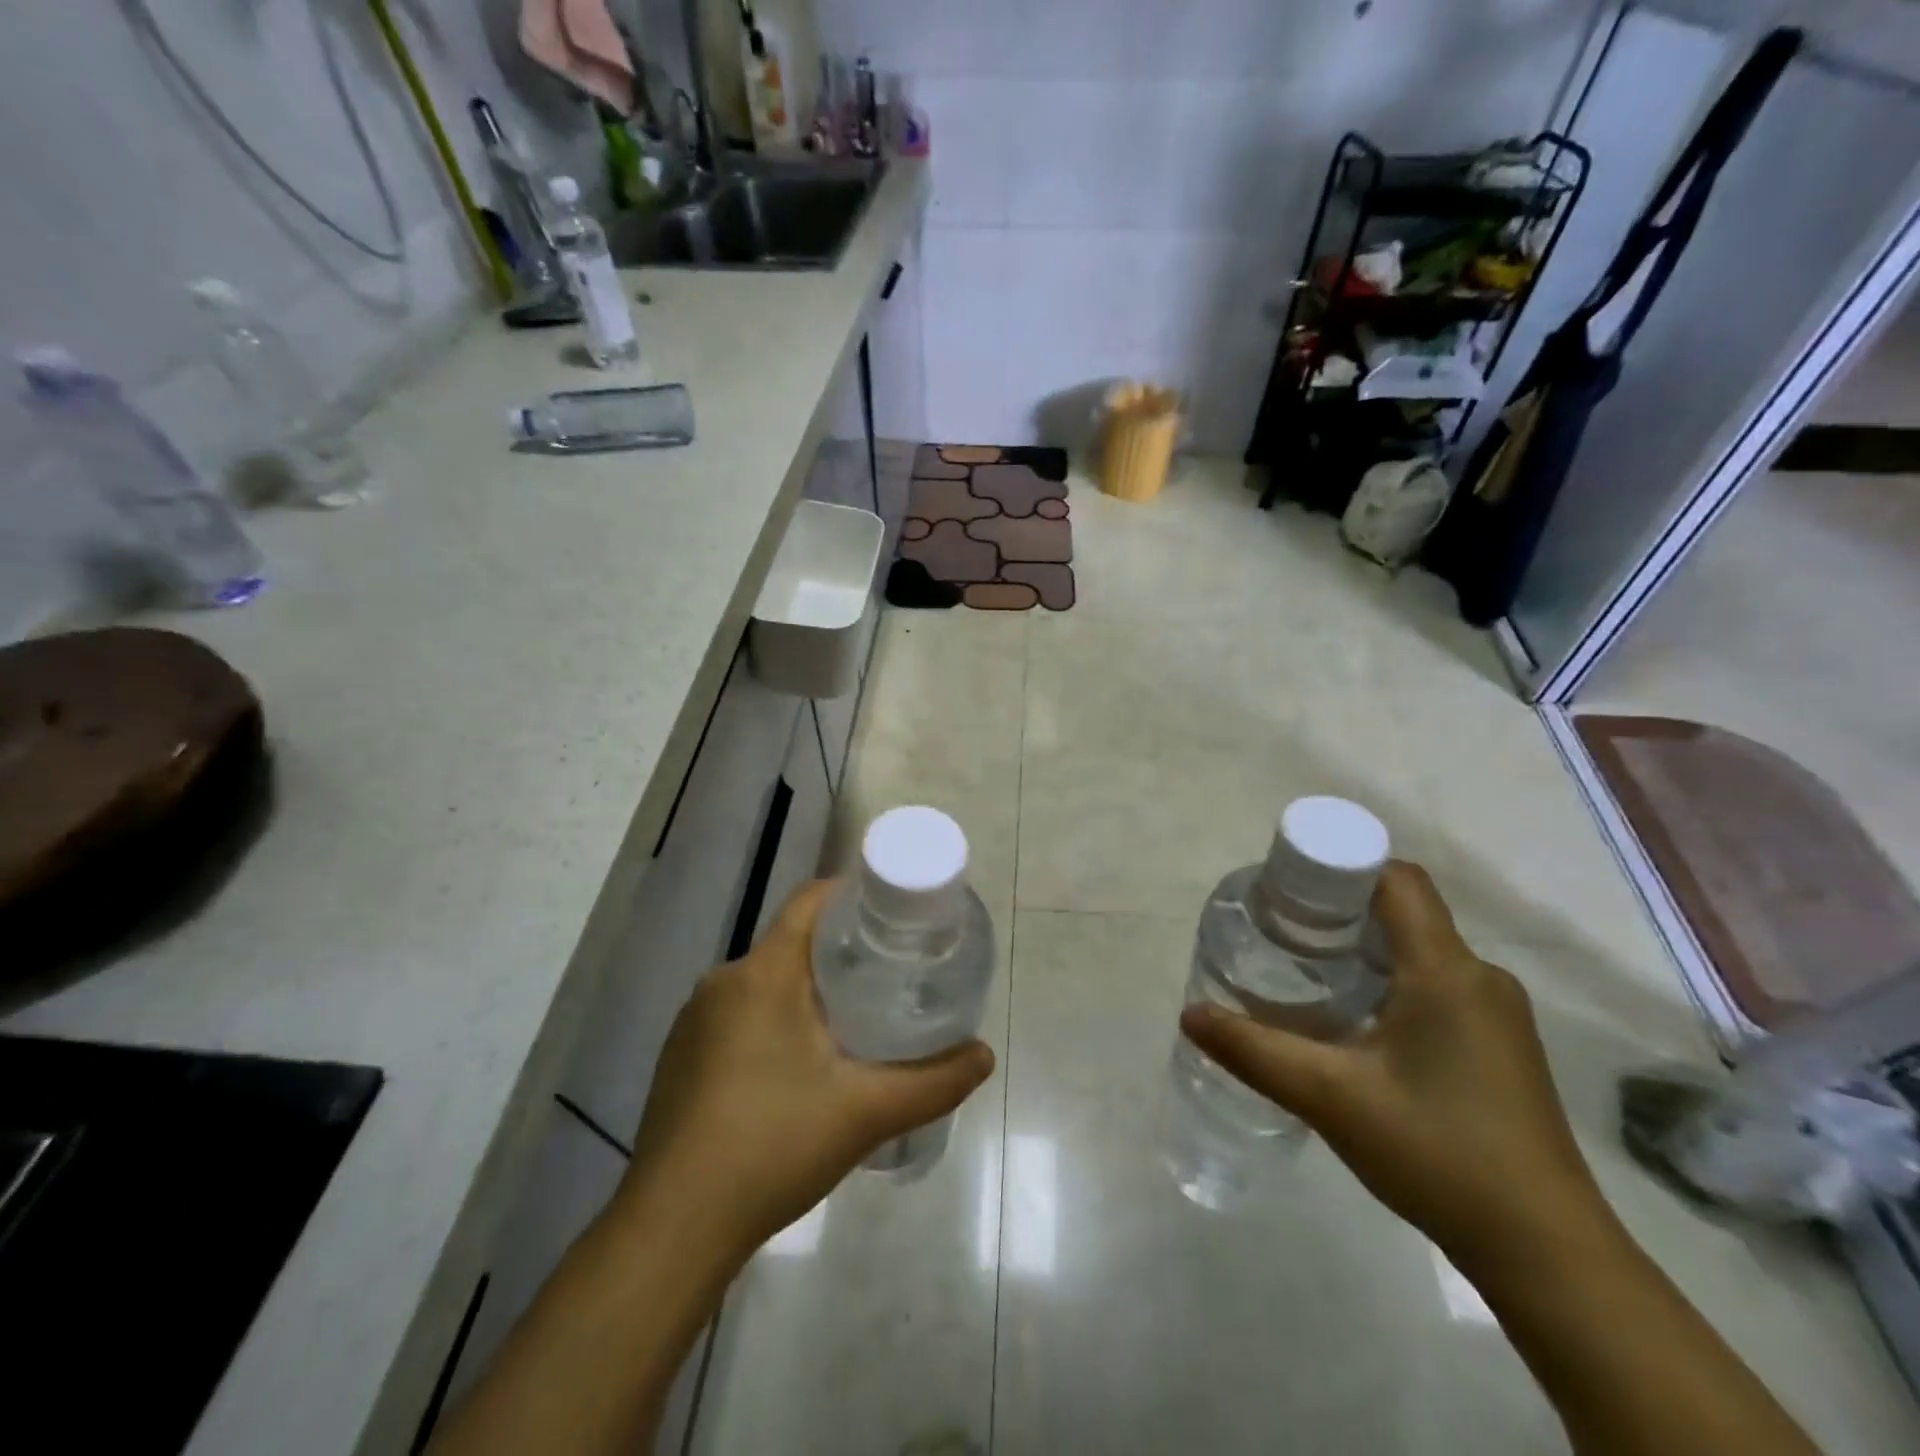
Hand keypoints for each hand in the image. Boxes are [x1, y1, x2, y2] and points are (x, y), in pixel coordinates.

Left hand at [622, 880, 994, 1259]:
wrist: (673, 1229)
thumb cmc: (772, 1147)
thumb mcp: (866, 1113)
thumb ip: (933, 1081)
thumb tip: (984, 1055)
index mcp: (764, 973)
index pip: (811, 901)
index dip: (853, 895)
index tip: (894, 914)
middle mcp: (722, 982)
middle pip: (791, 942)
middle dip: (841, 951)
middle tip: (890, 973)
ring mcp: (694, 1022)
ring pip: (765, 981)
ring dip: (807, 989)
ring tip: (854, 1018)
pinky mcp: (681, 1058)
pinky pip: (738, 1015)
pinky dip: (774, 1019)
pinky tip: (799, 1067)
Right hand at [1181, 861, 1607, 1270]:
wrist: (1547, 1254)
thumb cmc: (1438, 1153)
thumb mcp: (1329, 1097)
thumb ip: (1253, 1050)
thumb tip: (1190, 1014)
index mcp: (1446, 971)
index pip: (1396, 878)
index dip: (1341, 866)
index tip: (1288, 887)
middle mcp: (1480, 978)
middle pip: (1403, 911)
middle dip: (1339, 908)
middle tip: (1280, 929)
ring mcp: (1497, 1015)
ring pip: (1420, 950)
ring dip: (1363, 947)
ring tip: (1305, 969)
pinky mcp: (1500, 1047)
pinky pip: (1437, 984)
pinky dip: (1390, 980)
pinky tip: (1353, 1020)